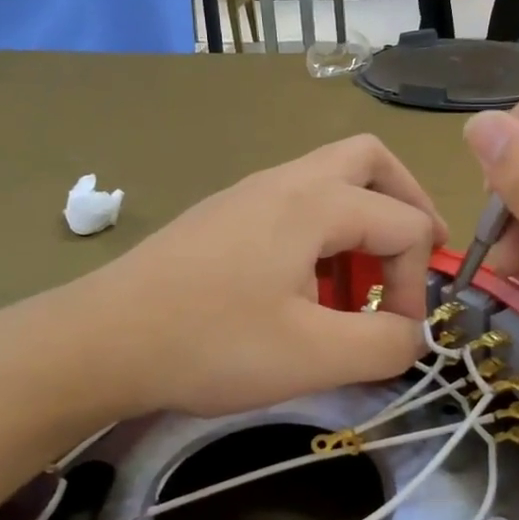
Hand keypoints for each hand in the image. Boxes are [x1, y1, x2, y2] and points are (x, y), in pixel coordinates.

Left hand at [82, 136, 447, 418]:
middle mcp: (285, 181)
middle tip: (413, 259)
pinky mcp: (223, 218)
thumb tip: (415, 335)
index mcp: (315, 202)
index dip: (417, 281)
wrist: (101, 341)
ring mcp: (248, 194)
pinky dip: (322, 236)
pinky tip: (305, 291)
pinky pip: (293, 206)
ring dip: (362, 224)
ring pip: (329, 181)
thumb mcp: (315, 357)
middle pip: (370, 162)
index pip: (404, 224)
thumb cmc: (212, 344)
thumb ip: (386, 345)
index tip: (400, 335)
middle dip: (407, 206)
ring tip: (356, 289)